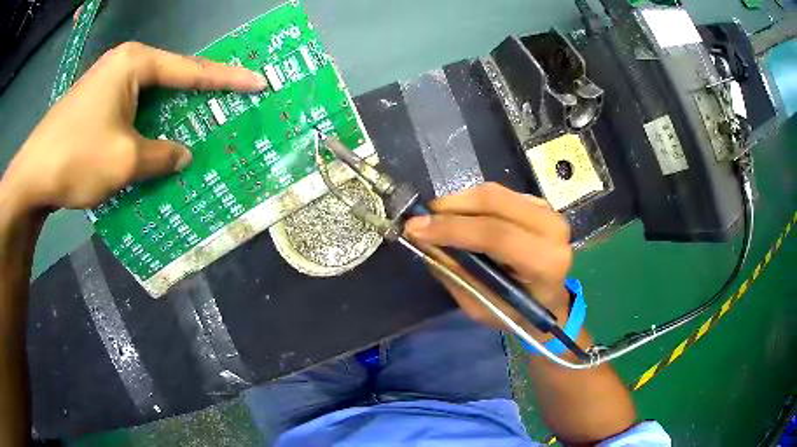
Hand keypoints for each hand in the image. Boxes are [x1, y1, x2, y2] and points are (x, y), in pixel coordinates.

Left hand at [0, 42, 265, 214]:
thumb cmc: (77, 159)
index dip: (226, 79)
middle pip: (168, 79)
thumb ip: (161, 155)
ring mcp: (105, 82)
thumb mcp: (125, 160)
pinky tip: (151, 140)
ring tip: (190, 127)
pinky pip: (129, 109)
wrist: (31, 176)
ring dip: (166, 114)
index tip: (257, 82)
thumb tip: (183, 155)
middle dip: (195, 96)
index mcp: (134, 63)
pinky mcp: (93, 103)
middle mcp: (122, 64)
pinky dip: (144, 124)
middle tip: (223, 107)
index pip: (189, 70)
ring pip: (147, 96)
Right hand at [405, 183, 572, 334]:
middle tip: (421, 218)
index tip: (414, 228)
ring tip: (435, 217)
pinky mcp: (539, 204)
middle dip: (451, 207)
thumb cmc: (517, 313)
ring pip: (495, 193)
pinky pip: (499, 194)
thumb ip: (456, 273)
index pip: (497, 235)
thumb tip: (425, 240)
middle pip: (495, 202)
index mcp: (547, 262)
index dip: (452, 228)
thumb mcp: (482, 306)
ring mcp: (548, 211)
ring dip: (459, 202)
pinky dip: (472, 201)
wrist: (549, 302)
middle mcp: (553, 229)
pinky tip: (458, 215)